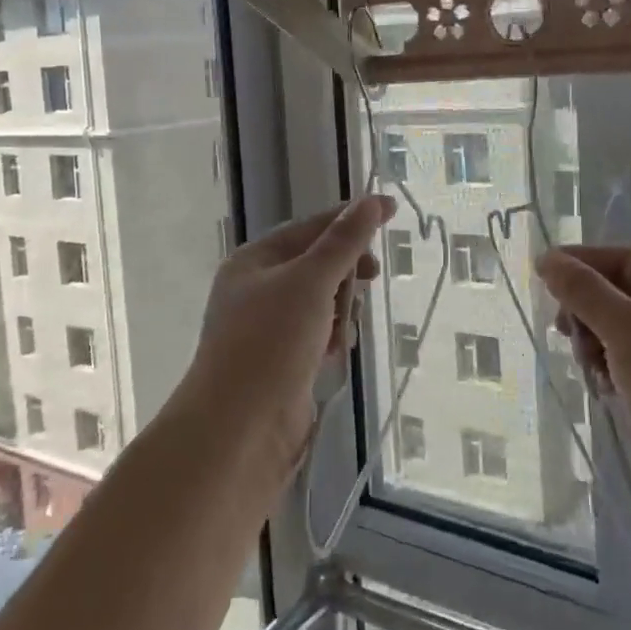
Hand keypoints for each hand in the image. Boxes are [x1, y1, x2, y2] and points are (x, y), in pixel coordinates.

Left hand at [185, 196, 395, 469]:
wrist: (239, 428)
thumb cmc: (271, 342)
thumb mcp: (311, 282)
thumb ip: (344, 242)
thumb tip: (373, 201)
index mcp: (254, 261)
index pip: (309, 228)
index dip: (349, 218)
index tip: (391, 211)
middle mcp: (257, 289)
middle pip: (316, 264)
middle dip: (345, 273)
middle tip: (371, 278)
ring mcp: (267, 328)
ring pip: (320, 302)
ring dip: (340, 310)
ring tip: (341, 330)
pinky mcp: (281, 362)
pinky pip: (317, 334)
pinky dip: (331, 338)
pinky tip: (336, 352)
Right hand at [538, 246, 630, 576]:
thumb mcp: (627, 330)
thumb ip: (583, 291)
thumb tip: (547, 259)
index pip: (625, 259)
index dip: (582, 261)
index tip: (542, 275)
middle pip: (619, 294)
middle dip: (586, 308)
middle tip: (563, 331)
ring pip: (618, 333)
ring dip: (593, 343)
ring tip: (590, 369)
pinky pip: (625, 366)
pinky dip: (607, 371)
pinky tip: (603, 391)